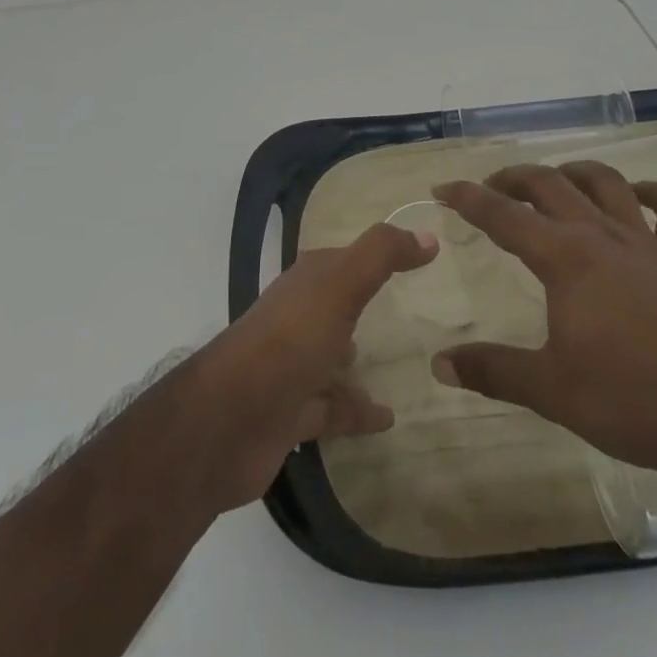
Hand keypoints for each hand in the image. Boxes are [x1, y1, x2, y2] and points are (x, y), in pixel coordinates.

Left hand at [190, 222, 434, 510]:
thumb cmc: (289, 340)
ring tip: (400, 364)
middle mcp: (297, 319)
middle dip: (362, 304)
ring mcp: (292, 368)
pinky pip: (334, 408)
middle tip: (408, 310)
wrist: (228, 421)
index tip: (415, 256)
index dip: (376, 255)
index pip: (344, 260)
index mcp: (306, 283)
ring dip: (357, 360)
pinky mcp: (292, 415)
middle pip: (336, 307)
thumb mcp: (340, 285)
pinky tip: (389, 418)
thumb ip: (381, 256)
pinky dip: (358, 410)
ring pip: (332, 359)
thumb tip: (427, 235)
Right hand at [431, 162, 656, 498]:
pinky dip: (655, 195)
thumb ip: (492, 370)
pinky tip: (637, 197)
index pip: (503, 215)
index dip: (468, 198)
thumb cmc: (630, 403)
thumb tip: (439, 364)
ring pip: (606, 183)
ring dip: (573, 173)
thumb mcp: (550, 389)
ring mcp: (647, 245)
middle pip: (550, 184)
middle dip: (513, 178)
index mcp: (565, 258)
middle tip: (490, 189)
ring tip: (553, 183)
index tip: (442, 188)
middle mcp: (602, 236)